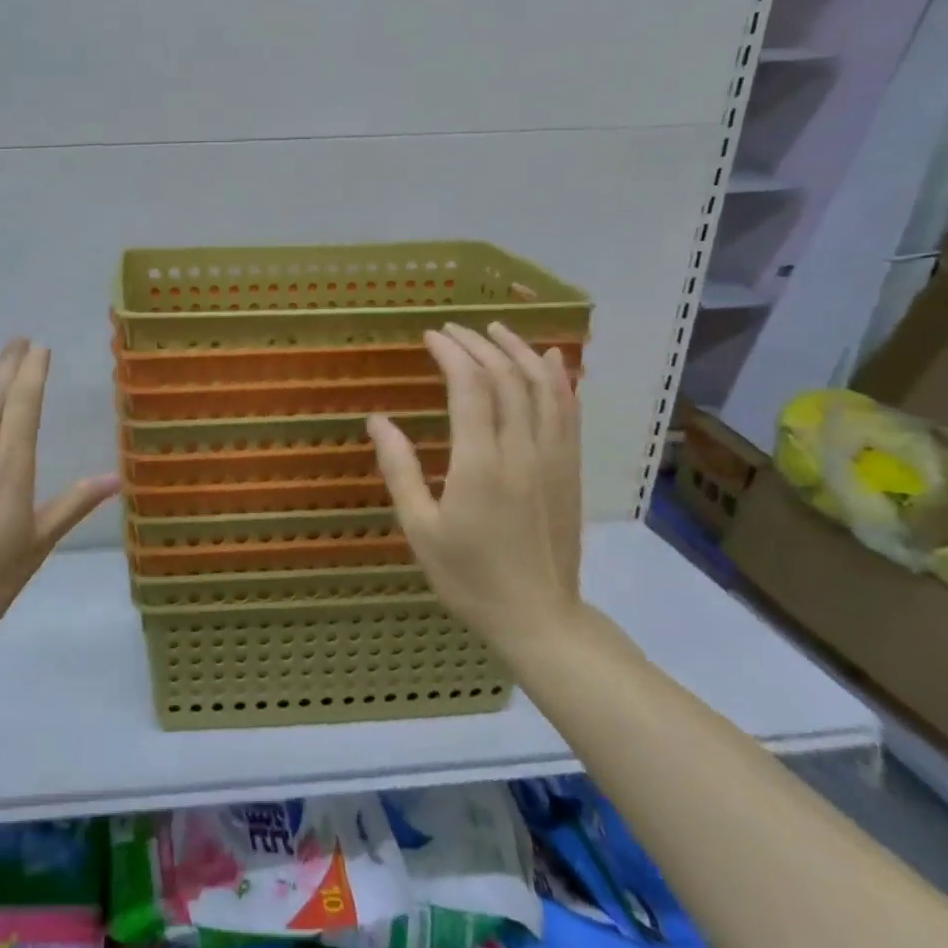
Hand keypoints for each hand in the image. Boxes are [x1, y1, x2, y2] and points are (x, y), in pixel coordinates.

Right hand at [368, 322, 582, 652]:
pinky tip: (551, 360)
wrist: (539, 617)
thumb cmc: (469, 577)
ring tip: (495, 330)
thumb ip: (400, 469)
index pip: (470, 386)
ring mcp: (553, 458)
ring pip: (543, 387)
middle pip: (507, 377)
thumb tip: (377, 420)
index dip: (451, 353)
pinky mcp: (570, 469)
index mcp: (480, 464)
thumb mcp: (420, 528)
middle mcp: (522, 450)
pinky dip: (559, 378)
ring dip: (519, 351)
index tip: (430, 336)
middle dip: (479, 345)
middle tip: (452, 330)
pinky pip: (570, 411)